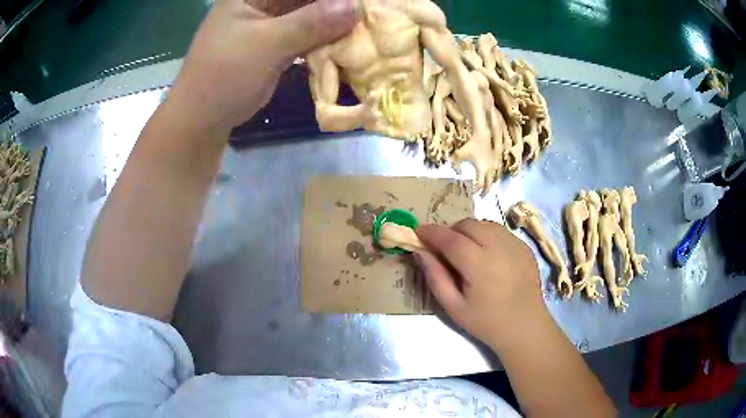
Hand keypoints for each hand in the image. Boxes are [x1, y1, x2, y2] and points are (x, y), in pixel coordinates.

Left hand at [169, 0, 356, 132]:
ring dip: (332, 20)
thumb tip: (355, 7)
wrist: (202, 119)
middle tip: (364, 11)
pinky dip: (323, 38)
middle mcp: (259, 3)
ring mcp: (266, 23)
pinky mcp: (273, 44)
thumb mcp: (267, 44)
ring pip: (307, 13)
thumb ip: (311, 22)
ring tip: (359, 25)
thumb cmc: (225, 75)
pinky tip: (344, 40)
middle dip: (333, 4)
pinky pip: (305, 34)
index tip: (355, 2)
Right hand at [415, 219, 546, 347]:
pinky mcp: (524, 246)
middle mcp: (499, 247)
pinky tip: (487, 255)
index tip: (418, 232)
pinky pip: (499, 231)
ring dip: (469, 231)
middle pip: (468, 225)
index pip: (450, 238)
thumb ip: (435, 277)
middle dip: (451, 231)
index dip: (432, 232)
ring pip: (484, 224)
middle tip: (444, 249)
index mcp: (479, 265)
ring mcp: (515, 244)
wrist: (525, 326)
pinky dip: (487, 235)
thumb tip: (420, 252)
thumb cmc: (486, 322)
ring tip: (466, 251)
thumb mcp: (453, 307)